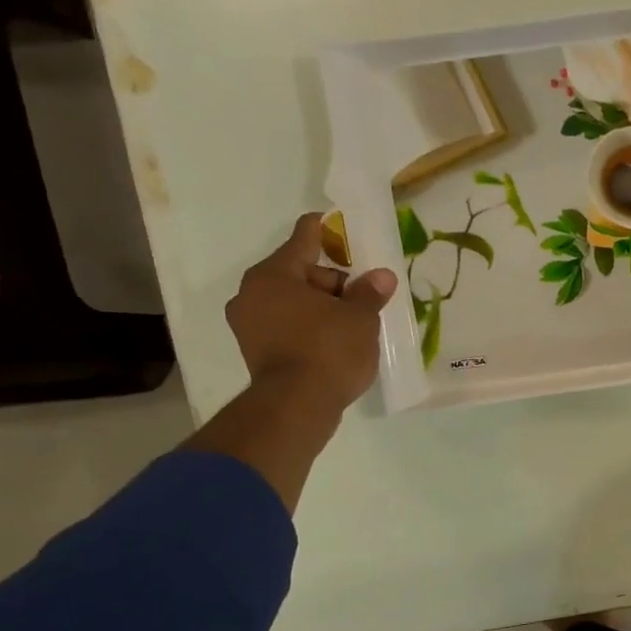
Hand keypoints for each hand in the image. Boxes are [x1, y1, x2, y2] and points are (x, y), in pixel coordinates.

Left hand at [225, 213, 397, 416]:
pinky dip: (308, 326)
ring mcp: (248, 324)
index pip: (304, 238)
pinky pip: (286, 325)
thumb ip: (369, 293)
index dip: (327, 230)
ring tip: (353, 322)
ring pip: (292, 301)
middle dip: (332, 281)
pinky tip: (334, 341)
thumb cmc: (328, 350)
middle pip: (299, 272)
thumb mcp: (360, 318)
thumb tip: (381, 276)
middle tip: (363, 296)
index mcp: (274, 274)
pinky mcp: (254, 350)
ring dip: (321, 306)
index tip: (340, 223)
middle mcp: (252, 293)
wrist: (296, 406)